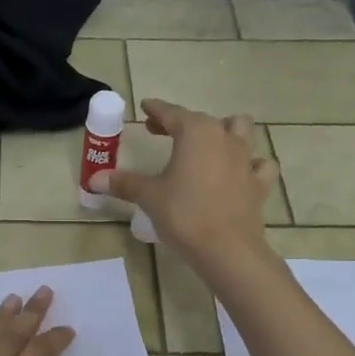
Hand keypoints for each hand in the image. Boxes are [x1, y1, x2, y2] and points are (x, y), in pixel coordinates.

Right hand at [90, 98, 277, 265]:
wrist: (227, 249)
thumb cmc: (184, 214)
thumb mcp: (149, 196)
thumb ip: (124, 183)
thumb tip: (95, 179)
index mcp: (196, 133)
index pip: (172, 113)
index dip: (157, 110)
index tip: (146, 106)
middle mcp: (224, 138)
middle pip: (202, 120)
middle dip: (182, 122)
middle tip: (163, 132)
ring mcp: (246, 159)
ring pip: (241, 130)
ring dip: (224, 131)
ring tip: (208, 144)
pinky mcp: (259, 183)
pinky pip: (259, 164)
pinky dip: (250, 164)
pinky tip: (239, 172)